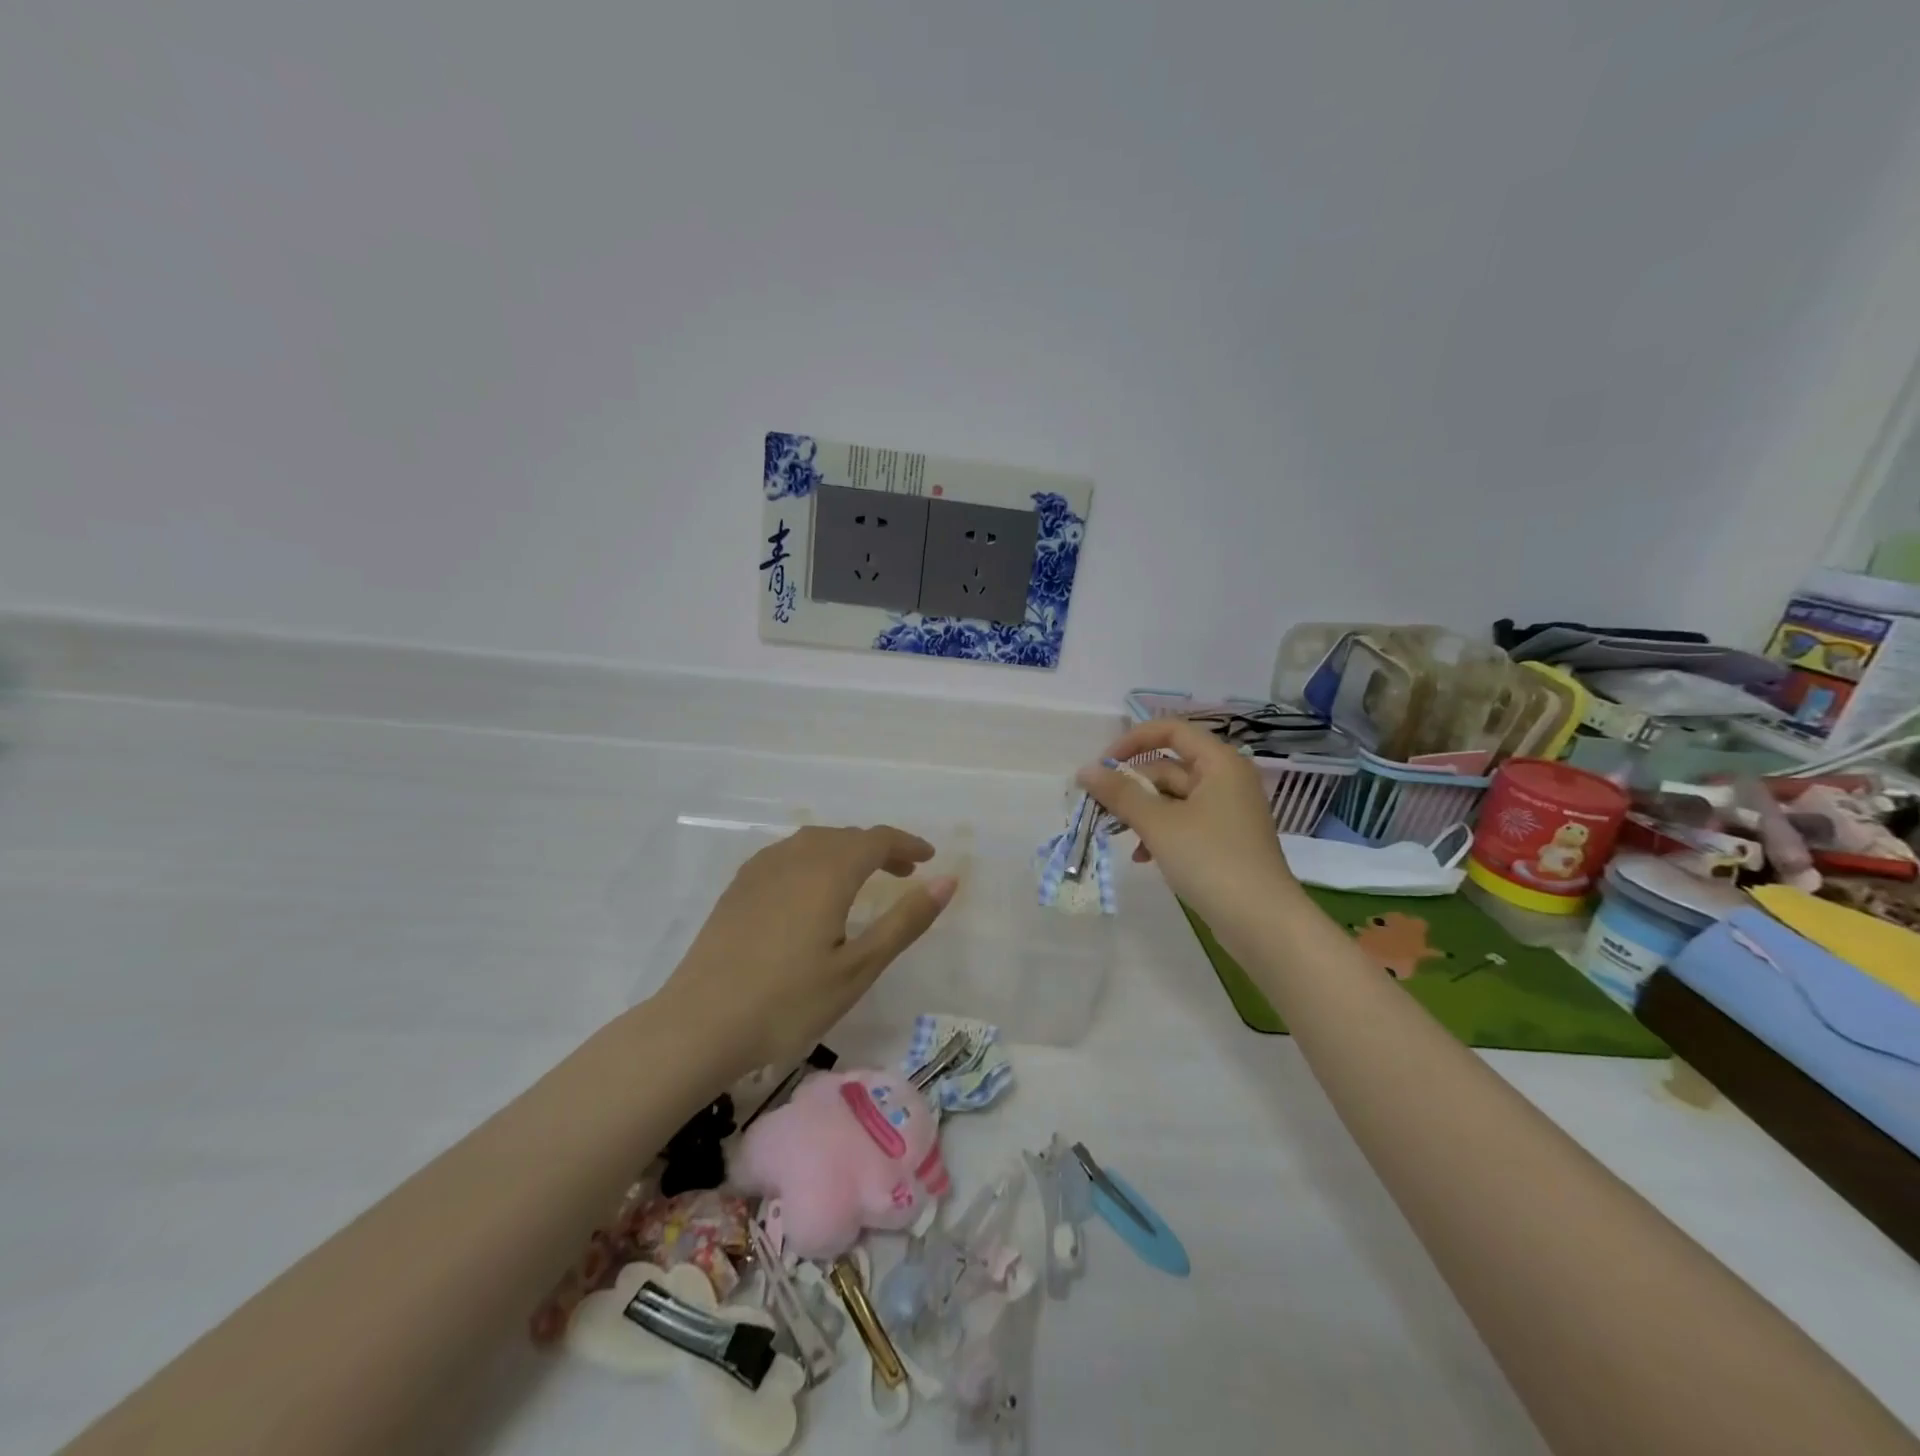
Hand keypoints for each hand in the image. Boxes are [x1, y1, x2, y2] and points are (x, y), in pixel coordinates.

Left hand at [661, 825, 957, 1077]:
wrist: (699, 1024)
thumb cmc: (788, 1002)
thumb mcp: (858, 967)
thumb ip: (905, 921)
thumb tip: (948, 881)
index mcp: (828, 871)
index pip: (876, 839)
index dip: (906, 843)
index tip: (929, 857)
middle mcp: (795, 857)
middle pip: (846, 836)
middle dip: (879, 848)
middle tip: (904, 871)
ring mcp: (761, 870)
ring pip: (814, 842)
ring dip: (846, 850)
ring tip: (863, 878)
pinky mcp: (738, 887)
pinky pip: (787, 854)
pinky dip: (815, 858)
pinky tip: (812, 888)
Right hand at [1076, 720, 1298, 936]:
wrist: (1262, 922)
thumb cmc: (1211, 861)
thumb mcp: (1159, 824)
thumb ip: (1120, 794)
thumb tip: (1085, 771)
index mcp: (1219, 763)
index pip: (1171, 730)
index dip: (1132, 741)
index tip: (1103, 767)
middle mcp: (1226, 780)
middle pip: (1169, 766)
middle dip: (1132, 785)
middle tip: (1099, 808)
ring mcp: (1227, 812)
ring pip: (1173, 797)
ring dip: (1142, 812)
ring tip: (1116, 835)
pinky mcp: (1224, 840)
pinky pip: (1184, 822)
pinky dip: (1160, 833)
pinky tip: (1142, 857)